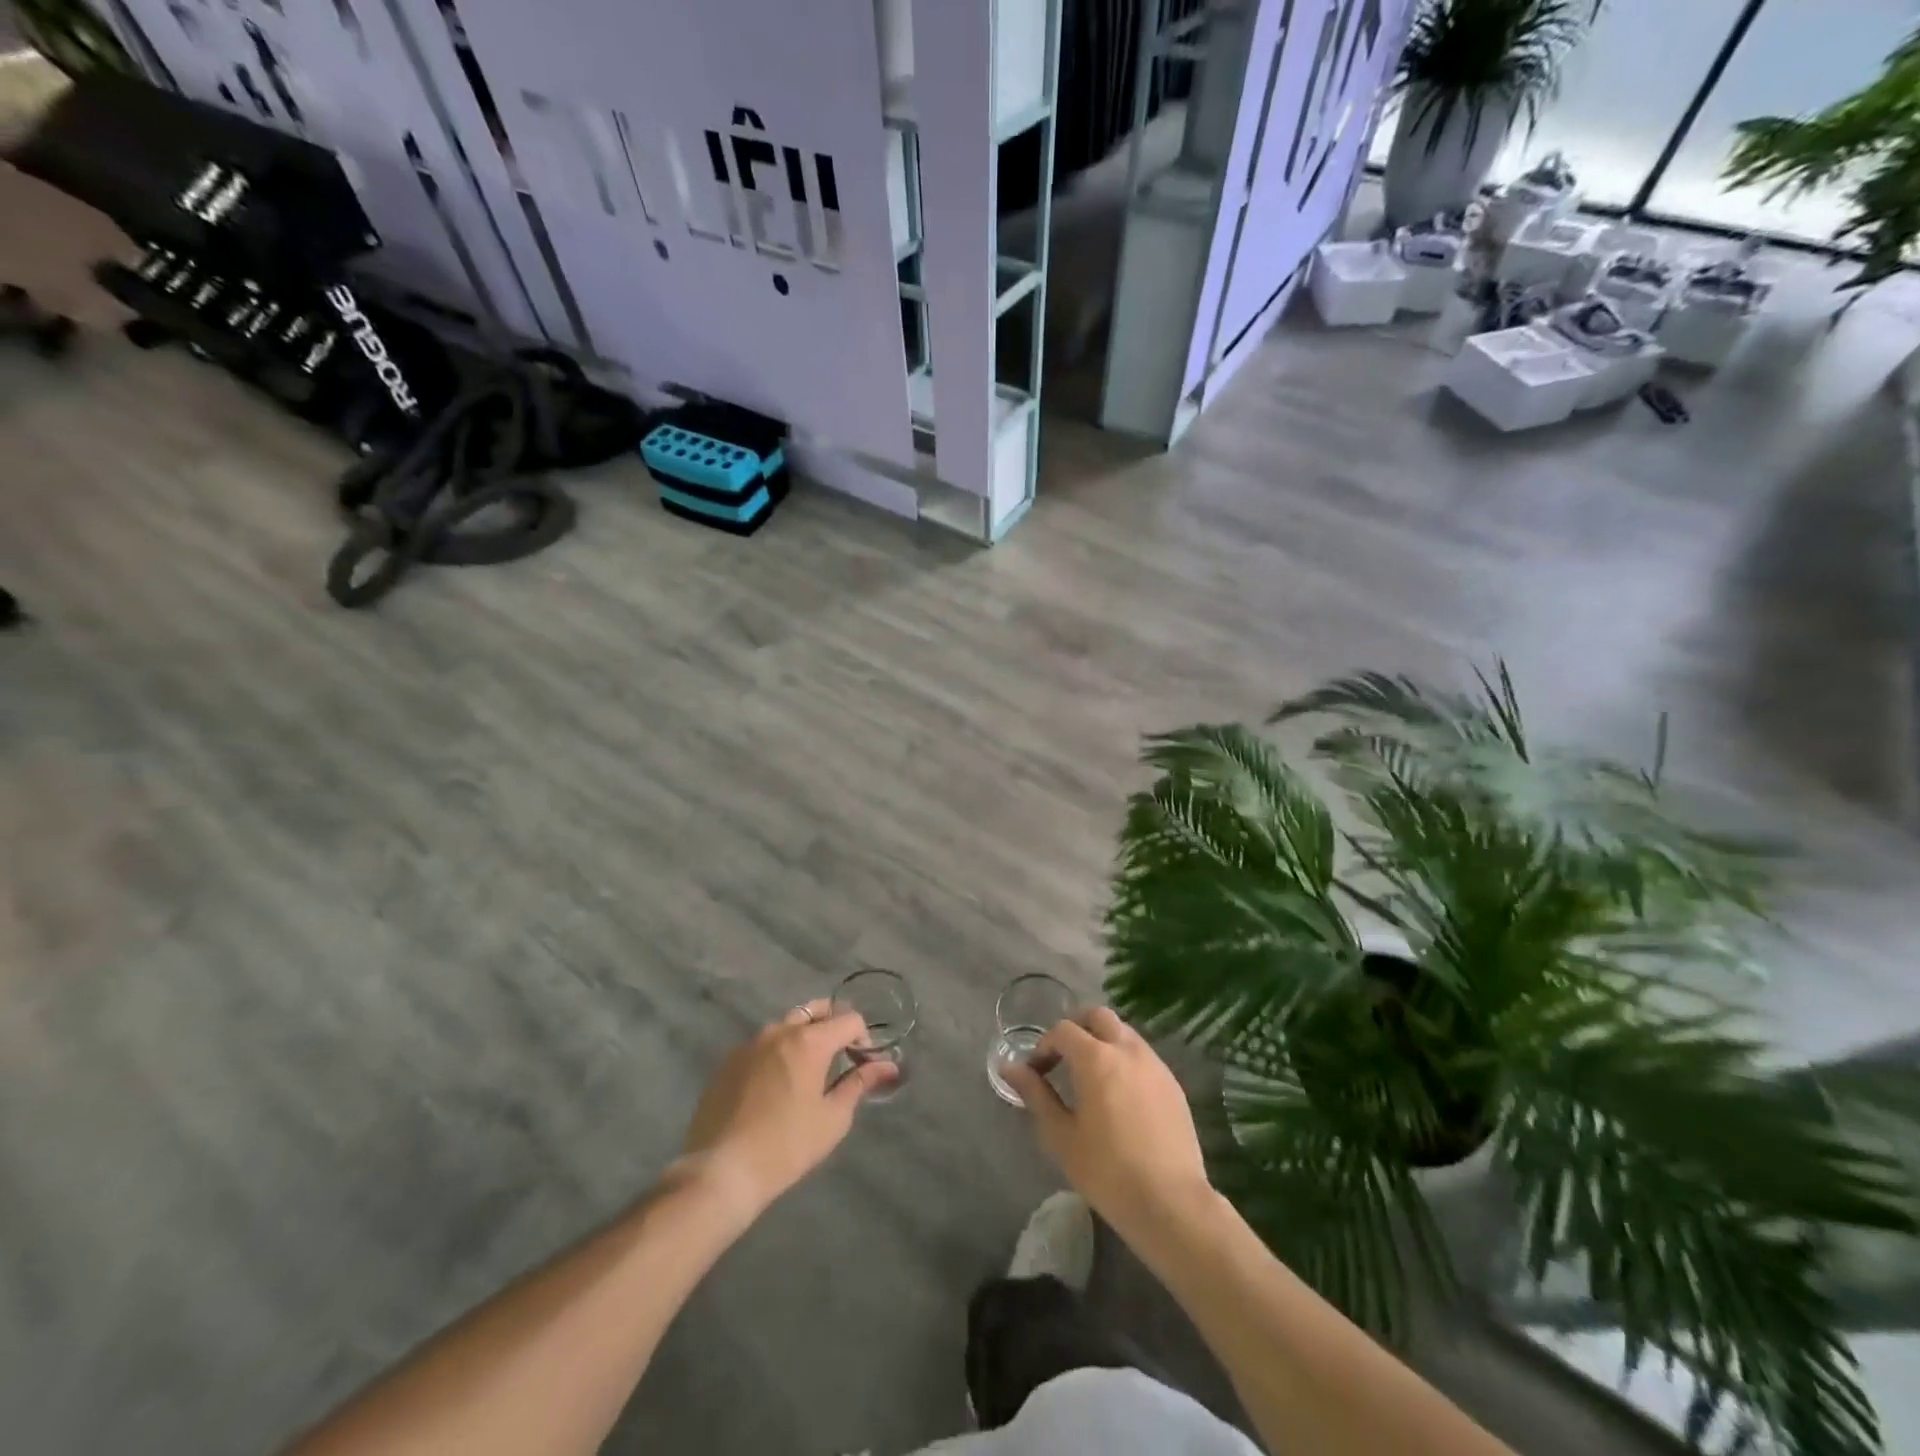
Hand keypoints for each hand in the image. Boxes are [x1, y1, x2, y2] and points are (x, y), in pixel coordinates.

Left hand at [679, 999, 895, 1220]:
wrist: (721, 1171)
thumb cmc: (787, 1146)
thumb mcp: (832, 1118)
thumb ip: (860, 1083)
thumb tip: (888, 1066)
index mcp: (809, 1041)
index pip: (848, 1019)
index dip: (863, 1037)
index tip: (863, 1063)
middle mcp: (779, 1031)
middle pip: (815, 1011)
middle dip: (833, 1024)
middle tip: (841, 1054)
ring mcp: (750, 1044)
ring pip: (786, 1025)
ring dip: (804, 1036)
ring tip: (808, 1071)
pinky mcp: (728, 1062)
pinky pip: (762, 1045)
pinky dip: (778, 1052)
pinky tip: (775, 1086)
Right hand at [1006, 1008, 1213, 1242]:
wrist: (1171, 1203)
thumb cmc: (1107, 1172)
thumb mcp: (1061, 1136)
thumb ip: (1036, 1095)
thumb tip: (1010, 1067)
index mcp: (1096, 1058)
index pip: (1064, 1031)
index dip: (1045, 1046)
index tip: (1037, 1072)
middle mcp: (1127, 1049)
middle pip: (1098, 1017)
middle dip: (1077, 1028)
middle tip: (1064, 1058)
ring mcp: (1155, 1064)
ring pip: (1124, 1032)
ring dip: (1103, 1041)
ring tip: (1092, 1077)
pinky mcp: (1173, 1083)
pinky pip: (1143, 1055)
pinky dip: (1125, 1059)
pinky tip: (1120, 1095)